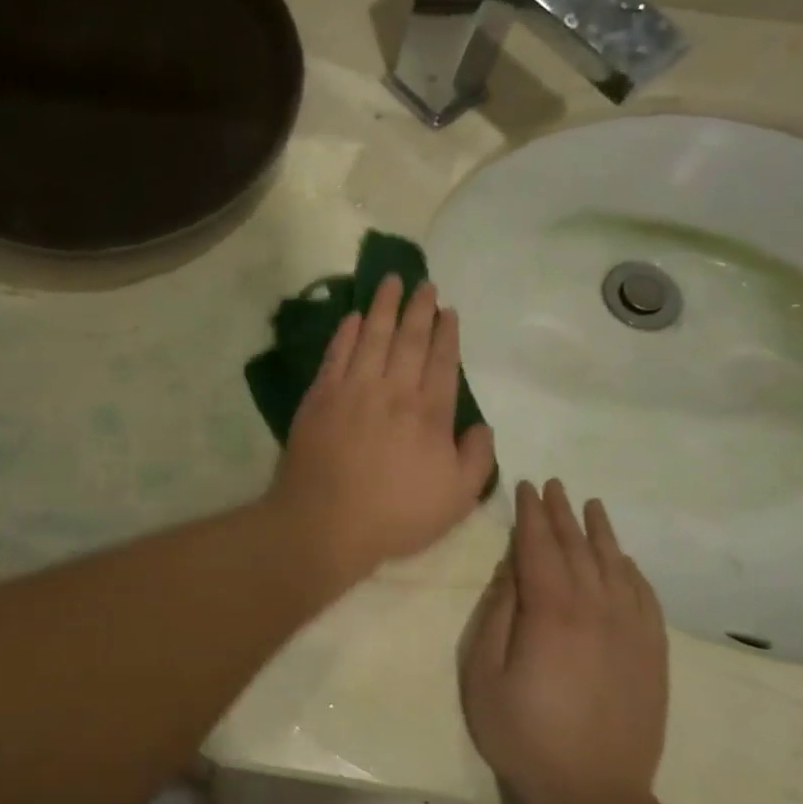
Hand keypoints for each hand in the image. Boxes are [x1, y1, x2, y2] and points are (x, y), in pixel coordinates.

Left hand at [269, 275, 495, 585]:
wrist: (325, 521)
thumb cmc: (395, 515)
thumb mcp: (457, 499)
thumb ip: (477, 458)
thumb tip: (482, 426)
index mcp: (429, 414)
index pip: (442, 362)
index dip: (446, 334)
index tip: (448, 311)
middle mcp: (393, 391)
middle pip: (409, 340)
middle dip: (419, 309)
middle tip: (424, 284)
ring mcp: (353, 389)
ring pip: (372, 337)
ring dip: (384, 307)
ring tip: (391, 281)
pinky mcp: (320, 396)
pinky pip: (336, 354)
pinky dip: (346, 333)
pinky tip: (353, 317)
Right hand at [460, 480, 667, 803]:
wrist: (596, 797)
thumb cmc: (524, 735)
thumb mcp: (484, 674)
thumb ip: (498, 615)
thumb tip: (511, 571)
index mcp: (551, 612)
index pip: (539, 547)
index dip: (531, 515)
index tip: (526, 487)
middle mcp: (596, 610)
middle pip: (578, 548)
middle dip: (562, 513)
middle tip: (554, 485)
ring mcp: (631, 632)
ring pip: (615, 566)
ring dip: (600, 533)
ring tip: (591, 506)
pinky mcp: (653, 655)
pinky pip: (645, 598)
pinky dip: (633, 572)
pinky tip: (625, 560)